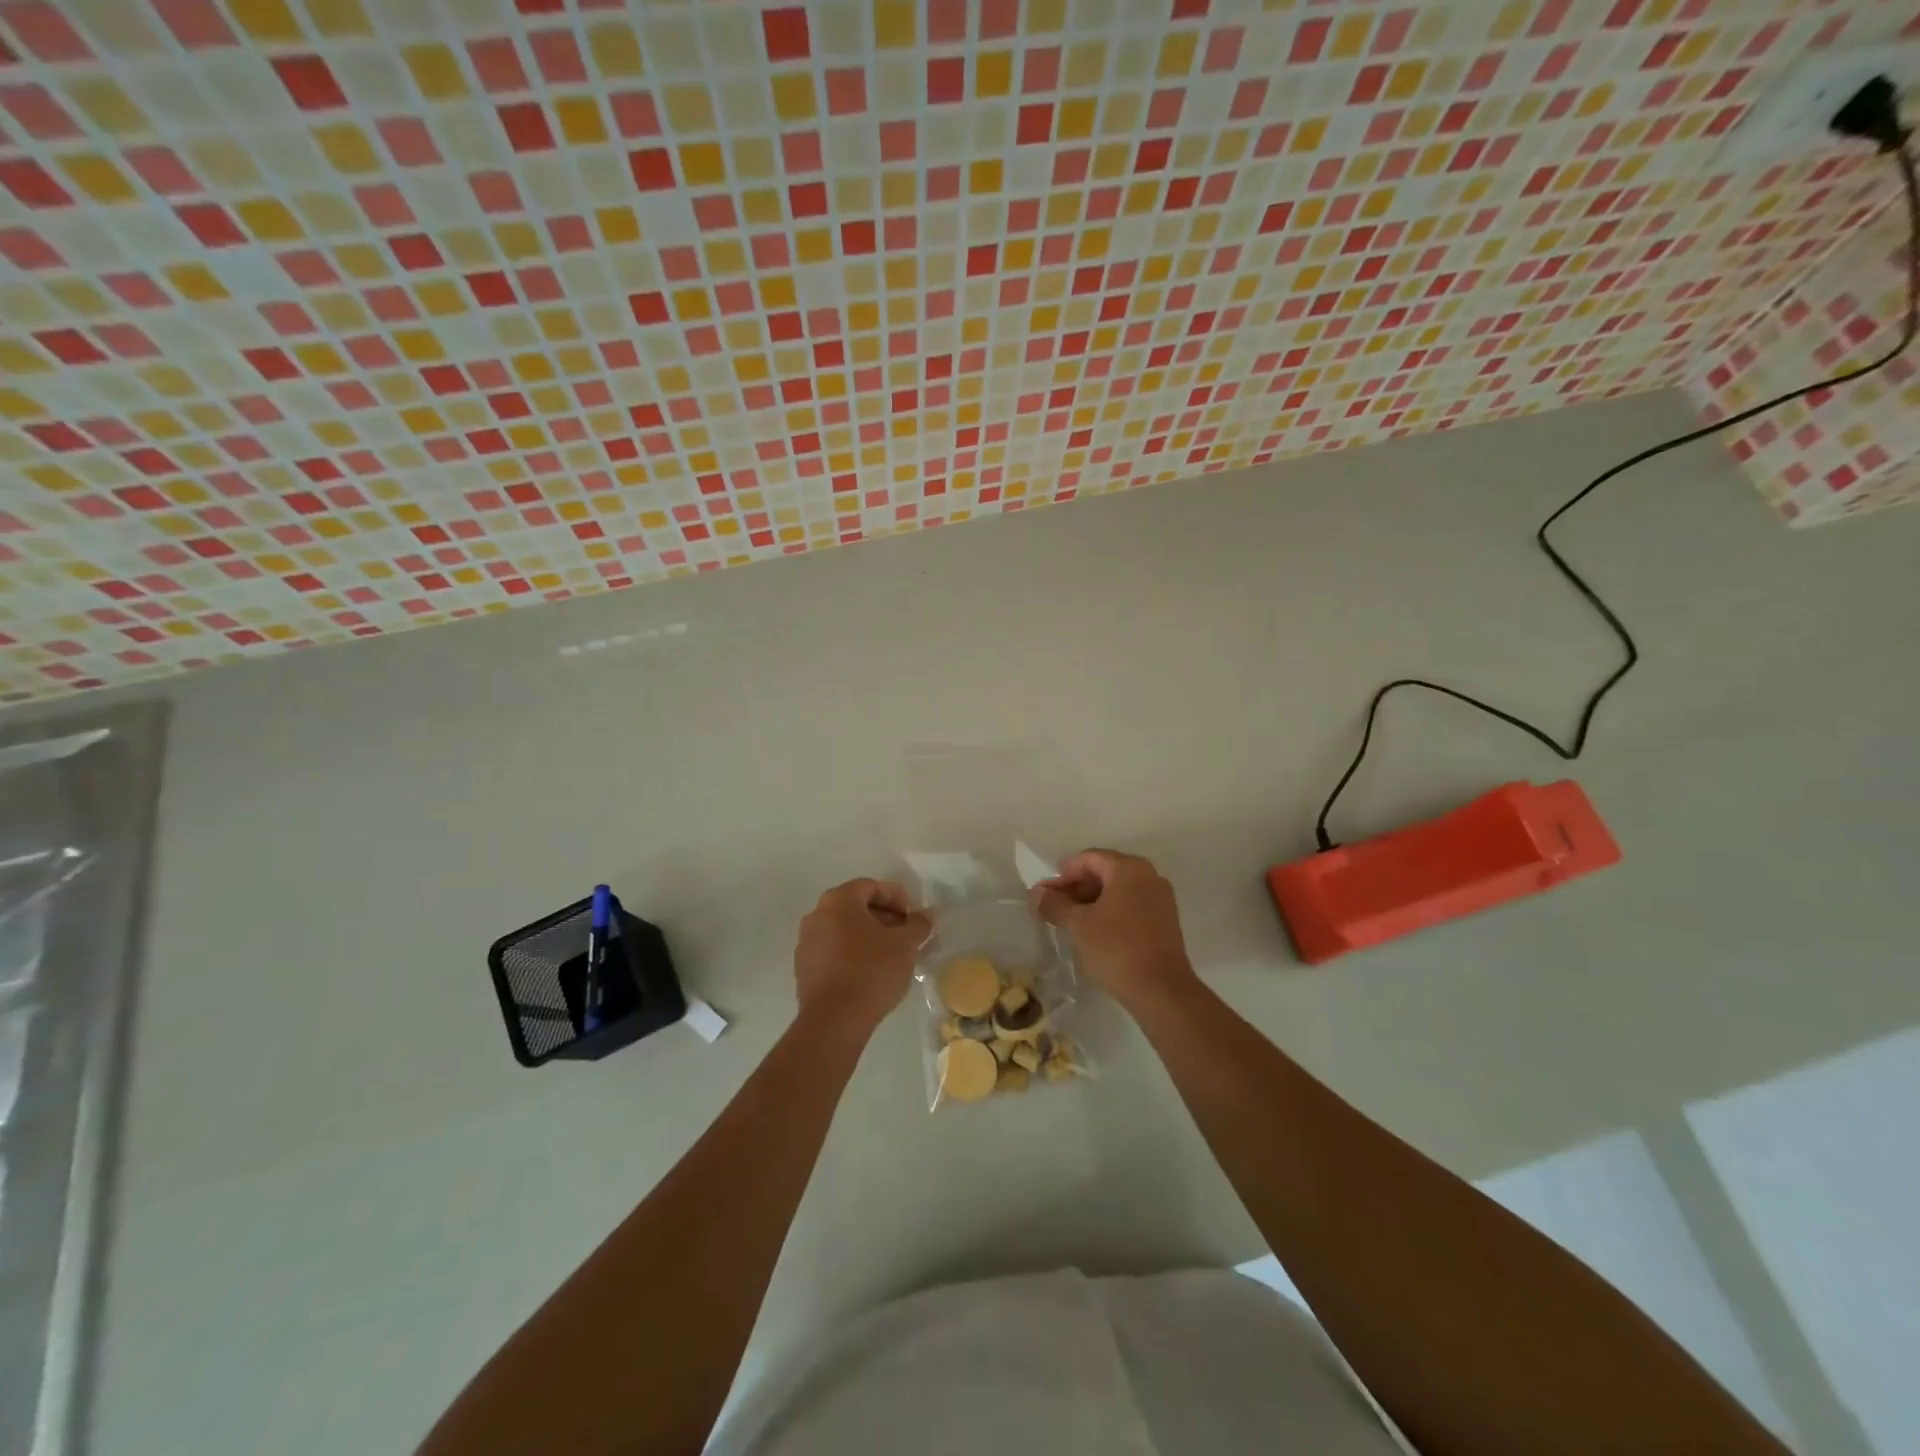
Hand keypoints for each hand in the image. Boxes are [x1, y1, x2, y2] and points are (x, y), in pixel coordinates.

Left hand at [794, 879, 931, 1031]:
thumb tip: (925, 916)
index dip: (898, 898)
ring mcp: (806, 943)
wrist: (835, 1020)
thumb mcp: (905, 945)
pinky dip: (853, 954)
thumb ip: (918, 925)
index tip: (914, 918)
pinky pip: (834, 951)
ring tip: (892, 956)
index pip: (872, 886)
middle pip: (856, 907)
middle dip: (885, 918)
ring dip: (869, 937)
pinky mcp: (804, 969)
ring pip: (844, 930)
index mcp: (838, 900)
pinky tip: (871, 973)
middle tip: (906, 936)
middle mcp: (816, 915)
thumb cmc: (872, 970)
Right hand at [1032, 850, 1198, 1013]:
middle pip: (1104, 872)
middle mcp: (1149, 876)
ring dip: (1091, 901)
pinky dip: (1109, 912)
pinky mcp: (1165, 921)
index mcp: (1129, 868)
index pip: (1089, 858)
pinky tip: (1092, 931)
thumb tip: (1036, 893)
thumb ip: (1054, 904)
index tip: (1044, 892)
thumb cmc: (1116, 948)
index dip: (1063, 873)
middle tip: (1052, 906)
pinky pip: (1130, 905)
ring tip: (1068, 920)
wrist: (1161, 991)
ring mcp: (1160, 899)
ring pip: (1117, 891)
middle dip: (1076, 887)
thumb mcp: (1078, 925)